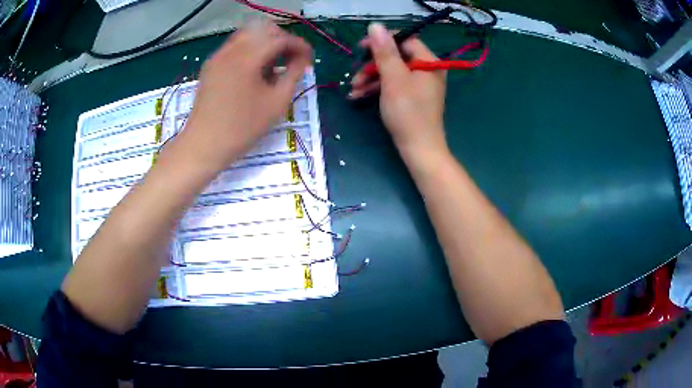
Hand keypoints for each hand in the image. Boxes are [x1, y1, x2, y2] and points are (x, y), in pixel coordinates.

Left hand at [179, 22, 311, 170]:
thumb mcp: (277, 103)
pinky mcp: (211, 65)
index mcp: (247, 58)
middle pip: (263, 29)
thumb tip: (302, 59)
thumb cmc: (242, 128)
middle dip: (283, 40)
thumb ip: (294, 74)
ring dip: (266, 43)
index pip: (280, 38)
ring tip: (274, 64)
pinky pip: (235, 46)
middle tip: (293, 59)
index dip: (299, 45)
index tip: (309, 58)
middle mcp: (231, 50)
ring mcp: (217, 56)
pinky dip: (250, 49)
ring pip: (248, 35)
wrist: (203, 145)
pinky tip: (255, 70)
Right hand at [350, 23, 447, 159]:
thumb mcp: (393, 78)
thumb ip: (384, 51)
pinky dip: (377, 88)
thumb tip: (375, 26)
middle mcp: (427, 70)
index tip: (361, 48)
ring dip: (370, 78)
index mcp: (429, 62)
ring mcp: (420, 84)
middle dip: (372, 65)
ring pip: (391, 71)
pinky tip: (358, 96)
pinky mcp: (412, 97)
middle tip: (355, 74)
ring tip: (353, 89)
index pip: (405, 40)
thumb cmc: (408, 112)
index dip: (382, 41)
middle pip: (396, 56)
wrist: (419, 149)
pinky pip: (393, 85)